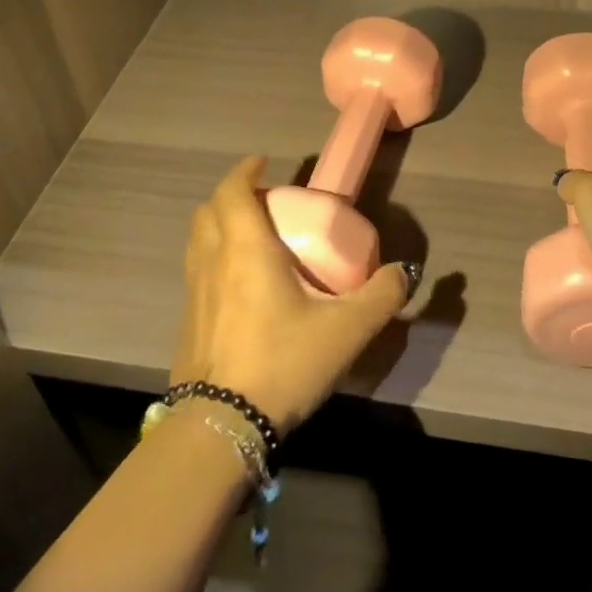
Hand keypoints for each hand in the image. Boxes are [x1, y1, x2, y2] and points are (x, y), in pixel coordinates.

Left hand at [172, 156, 412, 434]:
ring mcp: (194, 293)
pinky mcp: (186, 323)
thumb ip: (381, 296)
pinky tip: (239, 288)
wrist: (220, 428)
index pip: (232, 191)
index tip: (262, 163)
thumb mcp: (346, 331)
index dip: (244, 171)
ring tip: (250, 239)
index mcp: (245, 248)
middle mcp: (212, 261)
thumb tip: (404, 272)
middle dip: (232, 197)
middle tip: (263, 203)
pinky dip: (213, 260)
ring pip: (198, 241)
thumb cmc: (283, 362)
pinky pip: (196, 272)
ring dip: (218, 226)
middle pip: (208, 210)